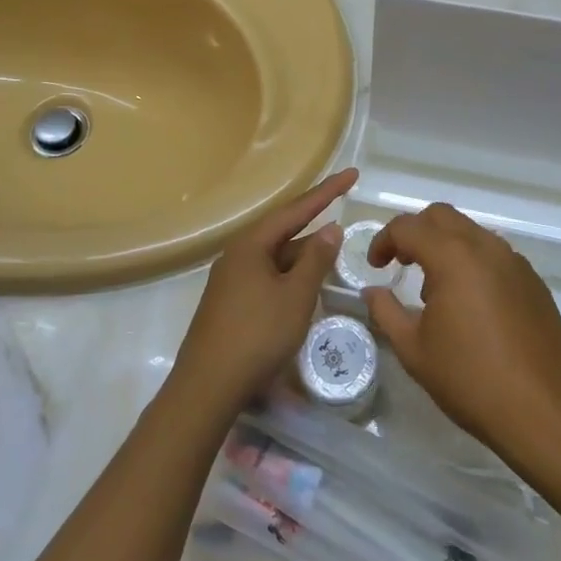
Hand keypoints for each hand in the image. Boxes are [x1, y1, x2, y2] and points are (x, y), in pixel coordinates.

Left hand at [174, 168, 355, 412]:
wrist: (207, 386)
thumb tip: (330, 228)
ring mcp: (231, 278)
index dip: (327, 192)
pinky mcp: (231, 301)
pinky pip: (268, 274)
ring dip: (304, 251)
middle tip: (343, 201)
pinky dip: (291, 272)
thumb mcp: (296, 296)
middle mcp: (238, 254)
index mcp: (251, 244)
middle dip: (314, 218)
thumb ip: (316, 260)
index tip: (353, 174)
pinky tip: (306, 282)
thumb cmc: (256, 335)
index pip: (296, 209)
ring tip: (334, 246)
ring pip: (276, 255)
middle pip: (283, 228)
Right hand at [363, 204, 560, 463]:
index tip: (376, 267)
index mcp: (453, 257)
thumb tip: (373, 291)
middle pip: (441, 217)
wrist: (546, 411)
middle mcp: (485, 247)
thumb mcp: (414, 350)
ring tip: (435, 291)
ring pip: (471, 233)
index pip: (408, 227)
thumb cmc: (471, 380)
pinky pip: (494, 255)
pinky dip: (472, 263)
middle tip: (401, 264)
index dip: (384, 241)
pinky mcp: (533, 282)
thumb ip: (386, 312)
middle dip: (415, 233)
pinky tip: (470, 306)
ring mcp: (514, 262)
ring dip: (445, 246)